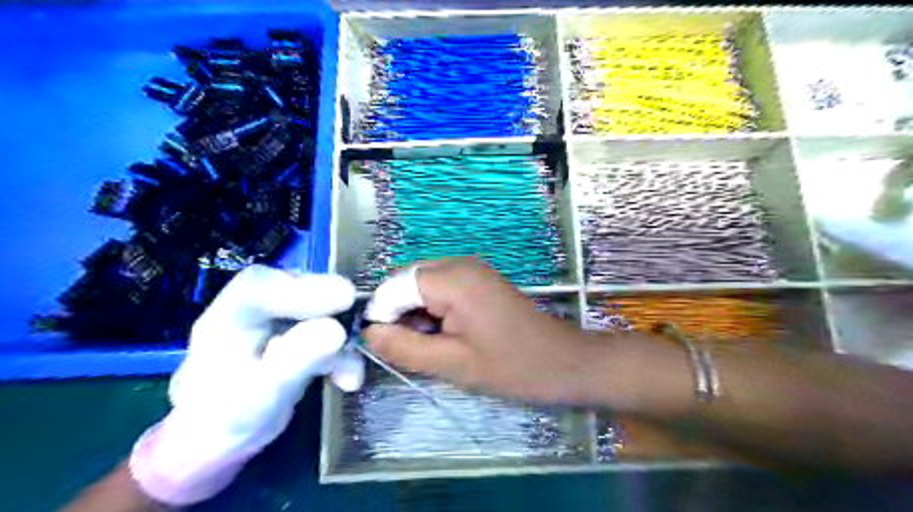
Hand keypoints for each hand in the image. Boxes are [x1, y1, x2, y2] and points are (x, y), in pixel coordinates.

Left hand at [127, 266, 363, 504]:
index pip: (261, 286)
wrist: (221, 441)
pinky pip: (327, 331)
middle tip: (362, 322)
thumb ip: (296, 360)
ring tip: (350, 373)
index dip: (305, 287)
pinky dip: (343, 352)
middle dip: (332, 308)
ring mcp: (279, 319)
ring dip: (342, 337)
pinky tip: (347, 379)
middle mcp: (255, 309)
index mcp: (229, 316)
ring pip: (318, 308)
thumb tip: (337, 330)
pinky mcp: (298, 332)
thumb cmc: (227, 420)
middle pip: (297, 289)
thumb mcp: (261, 396)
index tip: (346, 298)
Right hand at [361, 259, 608, 406]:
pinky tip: (449, 334)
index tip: (390, 349)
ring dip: (416, 315)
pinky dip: (433, 311)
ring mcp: (471, 269)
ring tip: (436, 346)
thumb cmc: (512, 366)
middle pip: (405, 282)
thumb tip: (367, 333)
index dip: (383, 317)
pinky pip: (440, 288)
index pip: (392, 286)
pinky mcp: (479, 279)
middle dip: (400, 315)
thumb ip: (403, 347)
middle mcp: (458, 263)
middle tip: (416, 350)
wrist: (564, 361)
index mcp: (452, 279)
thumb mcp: (452, 363)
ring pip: (420, 286)